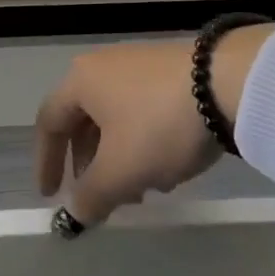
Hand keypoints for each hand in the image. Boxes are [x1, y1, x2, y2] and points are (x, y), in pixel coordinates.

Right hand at [34, 25, 274, 228]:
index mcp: (79, 81)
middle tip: (103, 198)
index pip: (49, 122)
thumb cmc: (158, 124)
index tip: (51, 196)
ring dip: (119, 157)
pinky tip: (168, 164)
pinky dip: (142, 141)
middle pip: (83, 121)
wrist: (229, 82)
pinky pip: (142, 109)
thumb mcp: (121, 171)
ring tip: (143, 189)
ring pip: (115, 118)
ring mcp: (137, 63)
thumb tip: (75, 212)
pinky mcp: (169, 69)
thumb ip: (91, 196)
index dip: (46, 162)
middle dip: (91, 165)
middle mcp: (102, 66)